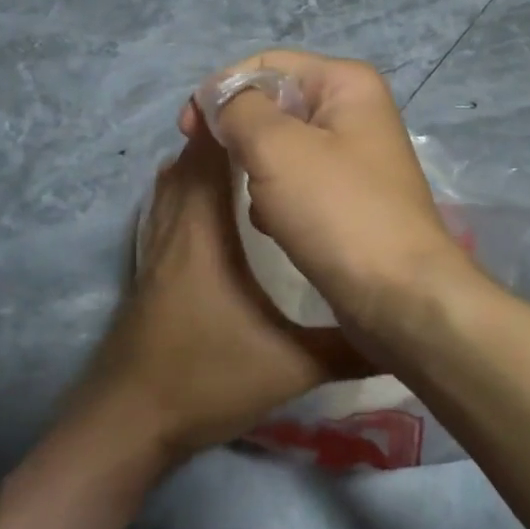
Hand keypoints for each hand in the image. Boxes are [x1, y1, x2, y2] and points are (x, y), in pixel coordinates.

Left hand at [75, 116, 367, 461]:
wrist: (129, 423)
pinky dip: (189, 193)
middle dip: (225, 137)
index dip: (232, 122)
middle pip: (189, 161)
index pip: (209, 155)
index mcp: (204, 232)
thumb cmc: (205, 380)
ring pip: (173, 185)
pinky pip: (168, 211)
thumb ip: (346, 346)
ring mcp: (156, 250)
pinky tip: (215, 212)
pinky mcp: (150, 272)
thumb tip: (400, 331)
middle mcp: (174, 228)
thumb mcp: (289, 366)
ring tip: (251, 159)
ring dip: (204, 163)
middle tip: (274, 130)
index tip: (271, 105)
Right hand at [178, 50, 468, 346]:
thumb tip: (219, 98)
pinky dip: (277, 200)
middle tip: (213, 165)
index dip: (221, 91)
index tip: (187, 132)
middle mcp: (354, 111)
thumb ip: (238, 109)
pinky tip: (274, 224)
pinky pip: (296, 183)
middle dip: (240, 135)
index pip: (265, 65)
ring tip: (259, 203)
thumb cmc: (337, 210)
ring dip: (257, 171)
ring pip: (281, 148)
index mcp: (345, 83)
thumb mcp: (276, 148)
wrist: (399, 295)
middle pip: (273, 105)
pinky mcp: (348, 198)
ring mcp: (353, 157)